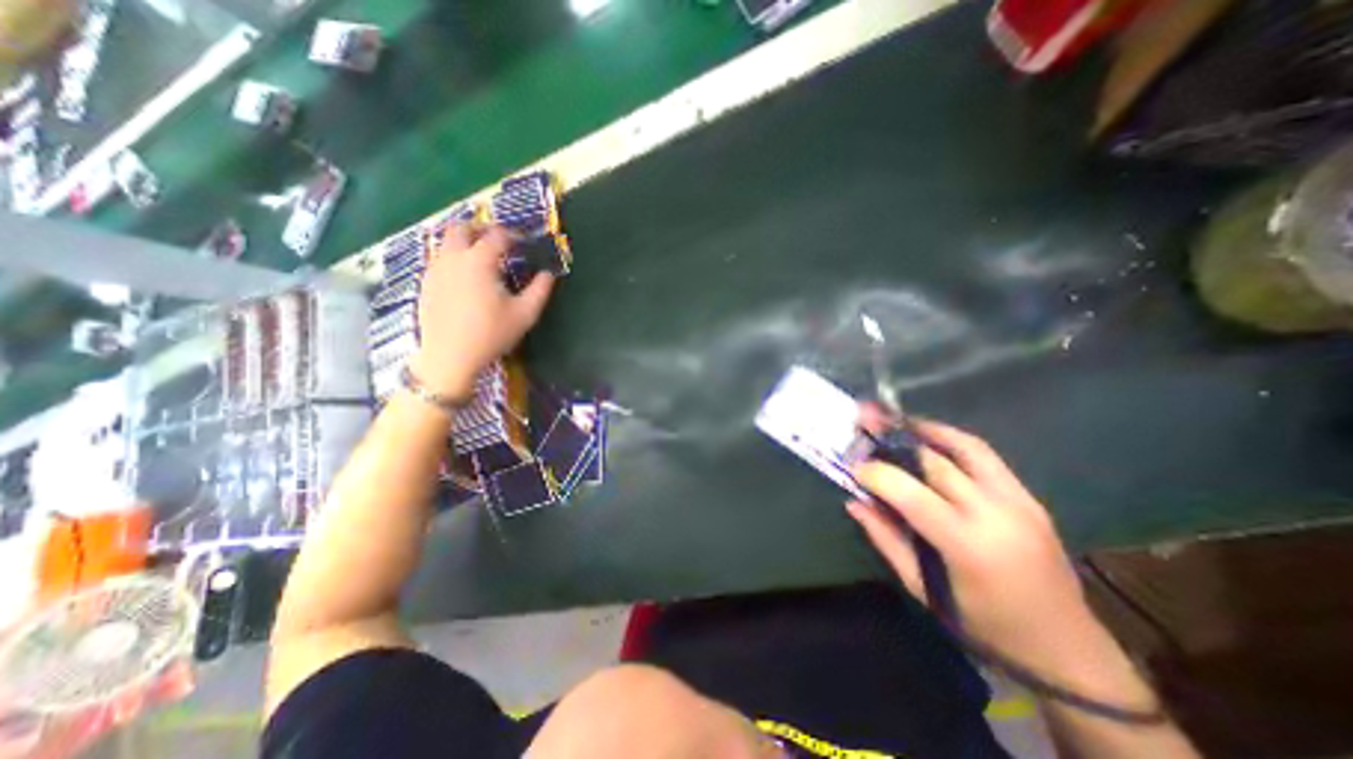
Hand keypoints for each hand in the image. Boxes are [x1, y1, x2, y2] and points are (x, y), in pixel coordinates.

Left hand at [414, 225, 556, 401]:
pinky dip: (454, 258)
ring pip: (446, 243)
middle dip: (481, 229)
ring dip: (465, 242)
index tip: (524, 243)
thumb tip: (548, 274)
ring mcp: (435, 270)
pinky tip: (465, 278)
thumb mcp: (525, 314)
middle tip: (497, 241)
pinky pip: (439, 260)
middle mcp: (453, 258)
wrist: (450, 357)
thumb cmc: (491, 334)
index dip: (513, 235)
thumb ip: (540, 290)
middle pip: (461, 228)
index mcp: (479, 262)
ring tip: (482, 259)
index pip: (497, 236)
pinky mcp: (426, 284)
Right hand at [850, 409, 1103, 670]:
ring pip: (965, 446)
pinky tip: (930, 439)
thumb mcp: (923, 589)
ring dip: (926, 429)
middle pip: (935, 462)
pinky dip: (951, 440)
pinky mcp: (1029, 497)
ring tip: (897, 420)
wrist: (1066, 650)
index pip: (912, 493)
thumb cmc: (984, 626)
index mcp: (968, 545)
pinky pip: (984, 456)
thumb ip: (886, 539)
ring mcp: (1018, 501)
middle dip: (894, 441)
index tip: (853, 466)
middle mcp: (996, 513)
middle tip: (866, 427)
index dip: (877, 473)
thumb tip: (855, 502)